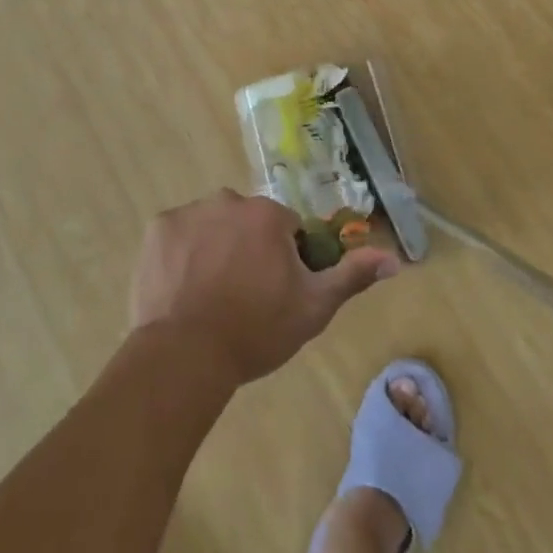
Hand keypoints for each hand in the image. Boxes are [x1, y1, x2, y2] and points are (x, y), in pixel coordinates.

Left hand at [130, 190, 398, 384]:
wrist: (187, 353)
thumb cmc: (256, 330)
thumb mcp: (313, 308)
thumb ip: (351, 276)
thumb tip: (394, 258)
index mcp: (268, 215)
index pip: (285, 229)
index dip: (284, 259)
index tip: (275, 292)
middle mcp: (229, 199)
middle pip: (246, 222)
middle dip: (248, 249)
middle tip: (242, 296)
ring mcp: (190, 211)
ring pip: (211, 226)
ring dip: (215, 249)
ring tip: (210, 296)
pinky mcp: (158, 228)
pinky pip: (177, 235)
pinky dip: (182, 255)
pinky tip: (183, 288)